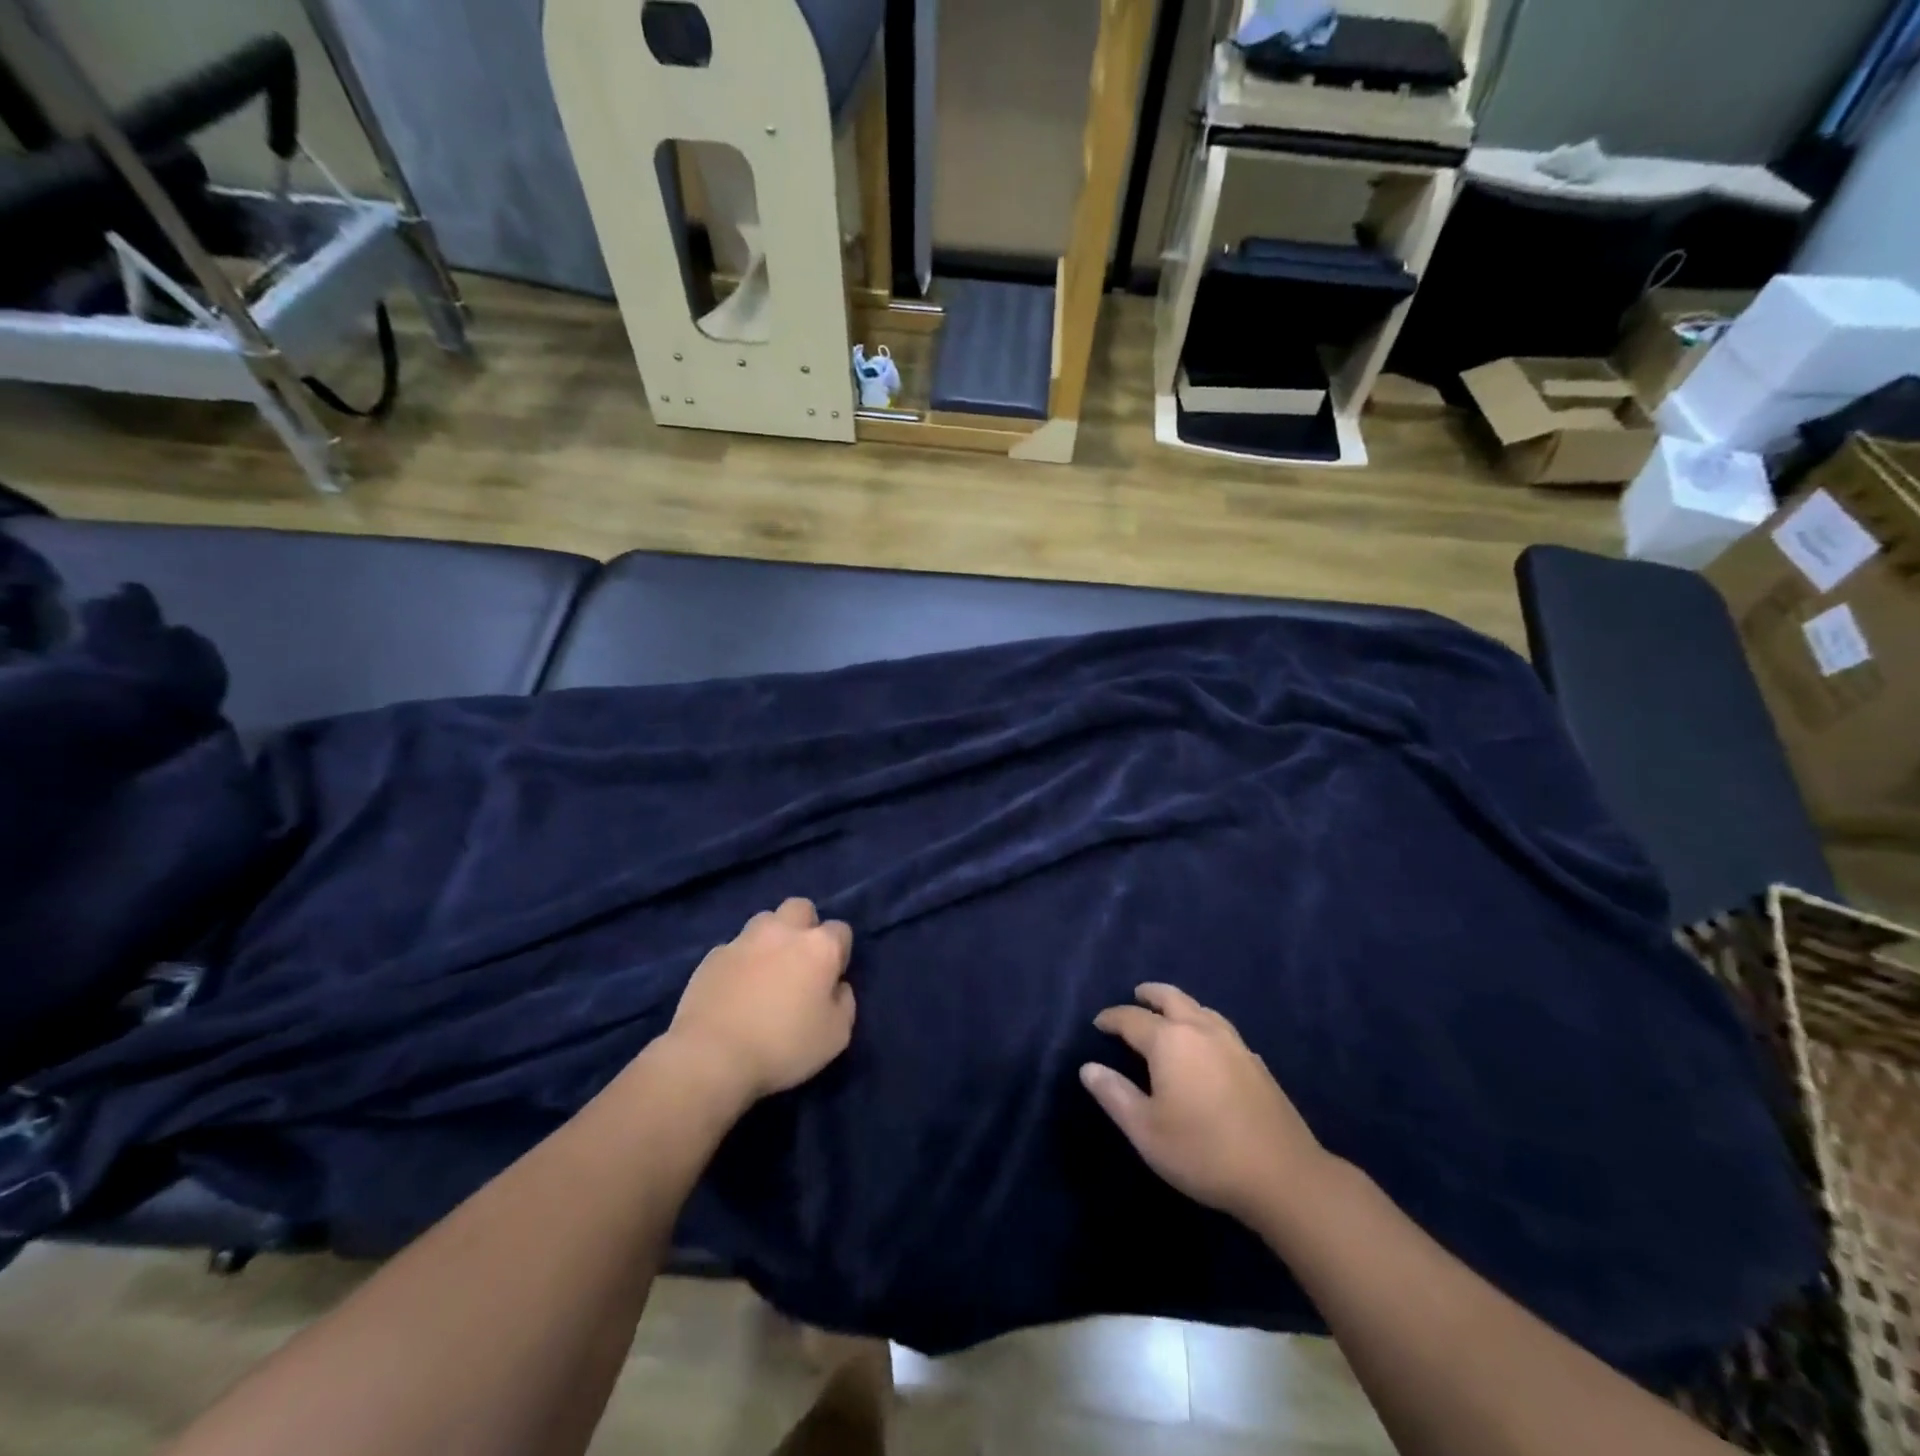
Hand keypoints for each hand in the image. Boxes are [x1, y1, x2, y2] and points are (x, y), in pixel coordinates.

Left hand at [667, 899, 855, 1104]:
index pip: (841, 931)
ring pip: (765, 921)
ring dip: (771, 939)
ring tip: (766, 972)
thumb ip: (844, 1003)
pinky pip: (735, 948)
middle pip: (801, 908)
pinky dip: (741, 961)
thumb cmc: (783, 1045)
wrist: (712, 1055)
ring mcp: (744, 939)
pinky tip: (736, 989)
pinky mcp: (713, 955)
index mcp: (819, 947)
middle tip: (800, 962)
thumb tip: (837, 987)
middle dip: (805, 927)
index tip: (831, 980)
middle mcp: (783, 931)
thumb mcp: (836, 1036)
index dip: (839, 953)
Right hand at [1082, 984, 1325, 1223]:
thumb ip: (1114, 1095)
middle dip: (1150, 994)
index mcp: (1169, 1041)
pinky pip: (1221, 1028)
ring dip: (1180, 1005)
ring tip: (1169, 1013)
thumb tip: (1088, 1067)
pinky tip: (1207, 1044)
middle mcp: (1201, 1031)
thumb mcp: (1146, 1130)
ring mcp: (1234, 1044)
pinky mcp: (1256, 1063)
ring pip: (1201, 1009)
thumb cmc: (1203, 1152)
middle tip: (1136, 995)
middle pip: (1172, 998)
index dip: (1112, 1018)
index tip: (1098, 1023)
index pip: (1132, 1018)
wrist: (1282, 1175)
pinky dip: (1204, 1024)